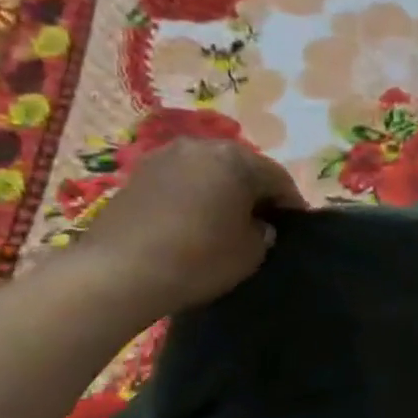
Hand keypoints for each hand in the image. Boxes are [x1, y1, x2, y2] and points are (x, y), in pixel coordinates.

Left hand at [76, 138, 305, 318]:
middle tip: (264, 221)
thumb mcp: (251, 252)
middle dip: (256, 191)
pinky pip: (183, 179)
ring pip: (210, 170)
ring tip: (227, 220)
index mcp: (236, 159)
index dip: (291, 203)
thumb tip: (258, 224)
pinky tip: (196, 219)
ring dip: (223, 190)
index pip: (278, 177)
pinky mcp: (139, 173)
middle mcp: (201, 146)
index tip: (296, 225)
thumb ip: (264, 232)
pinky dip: (196, 194)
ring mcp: (165, 156)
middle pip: (242, 166)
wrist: (121, 271)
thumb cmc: (199, 258)